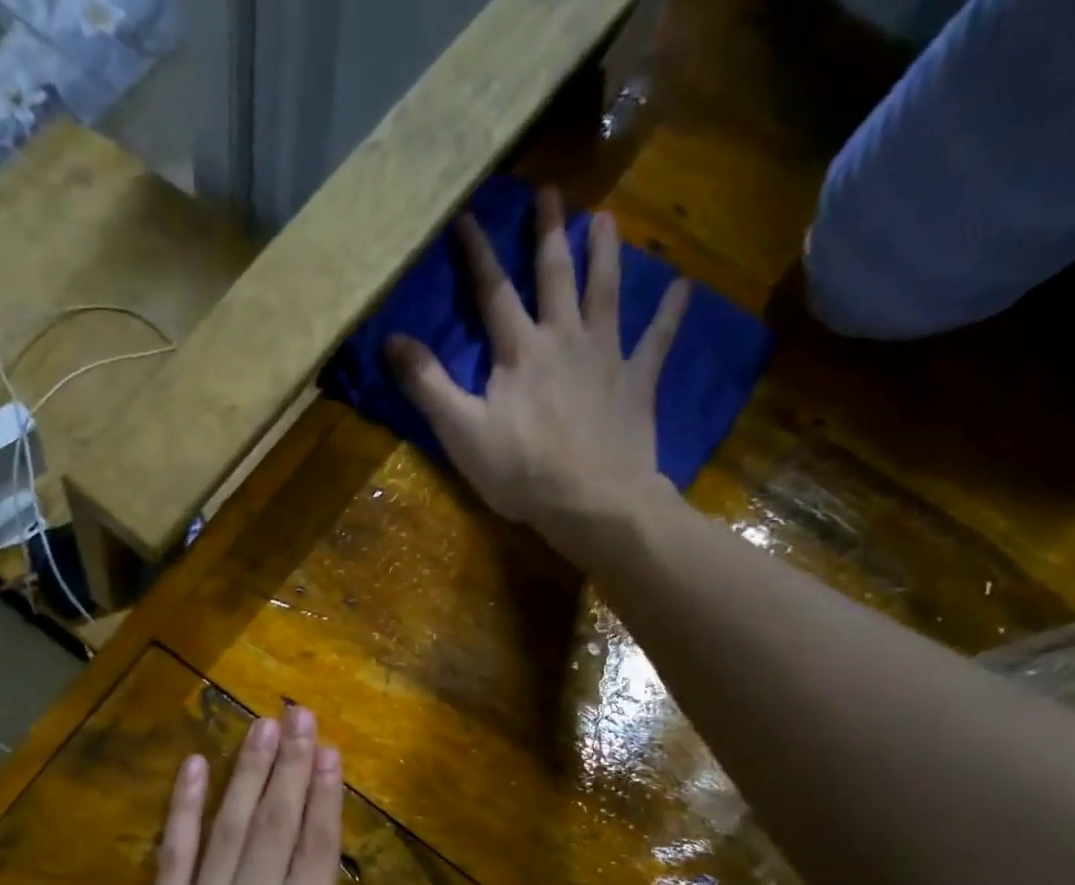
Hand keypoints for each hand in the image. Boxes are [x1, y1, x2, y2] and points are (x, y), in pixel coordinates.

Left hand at [96, 707, 344, 884]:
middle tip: (301, 716)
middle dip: (291, 764)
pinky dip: (185, 807)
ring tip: (263, 726)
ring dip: (248, 771)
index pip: (317, 848)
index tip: (330, 751)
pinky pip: (175, 852)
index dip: (326, 795)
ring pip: (229, 825)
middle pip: (276, 823)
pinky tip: (196, 767)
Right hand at [386, 188, 689, 550]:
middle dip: (549, 234)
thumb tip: (391, 340)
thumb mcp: (461, 432)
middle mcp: (564, 339)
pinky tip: (682, 287)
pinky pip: (657, 340)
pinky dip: (670, 313)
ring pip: (606, 292)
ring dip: (605, 253)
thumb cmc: (520, 471)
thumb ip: (428, 385)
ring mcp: (606, 356)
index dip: (478, 255)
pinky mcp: (637, 382)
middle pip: (555, 276)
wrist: (590, 500)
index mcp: (519, 352)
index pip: (493, 293)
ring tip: (606, 219)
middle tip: (550, 194)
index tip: (467, 217)